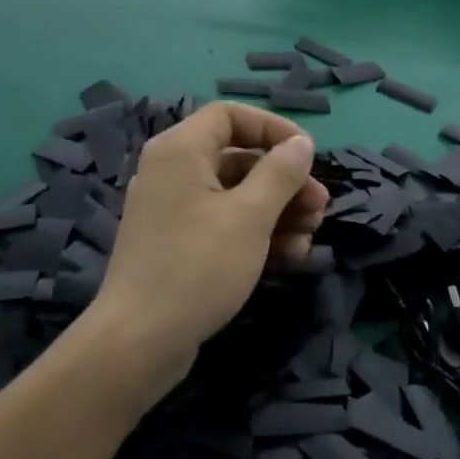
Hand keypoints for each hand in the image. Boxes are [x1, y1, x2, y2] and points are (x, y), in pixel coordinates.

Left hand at [74, 102, 327, 405]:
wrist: (139, 342)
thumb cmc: (198, 267)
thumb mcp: (250, 217)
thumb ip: (280, 173)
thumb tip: (301, 143)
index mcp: (180, 150)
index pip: (230, 116)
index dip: (272, 128)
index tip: (307, 154)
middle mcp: (172, 171)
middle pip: (238, 158)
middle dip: (284, 181)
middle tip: (320, 207)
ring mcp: (172, 210)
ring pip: (234, 194)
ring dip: (277, 210)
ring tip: (309, 237)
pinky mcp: (176, 243)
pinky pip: (222, 223)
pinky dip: (255, 232)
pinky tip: (288, 256)